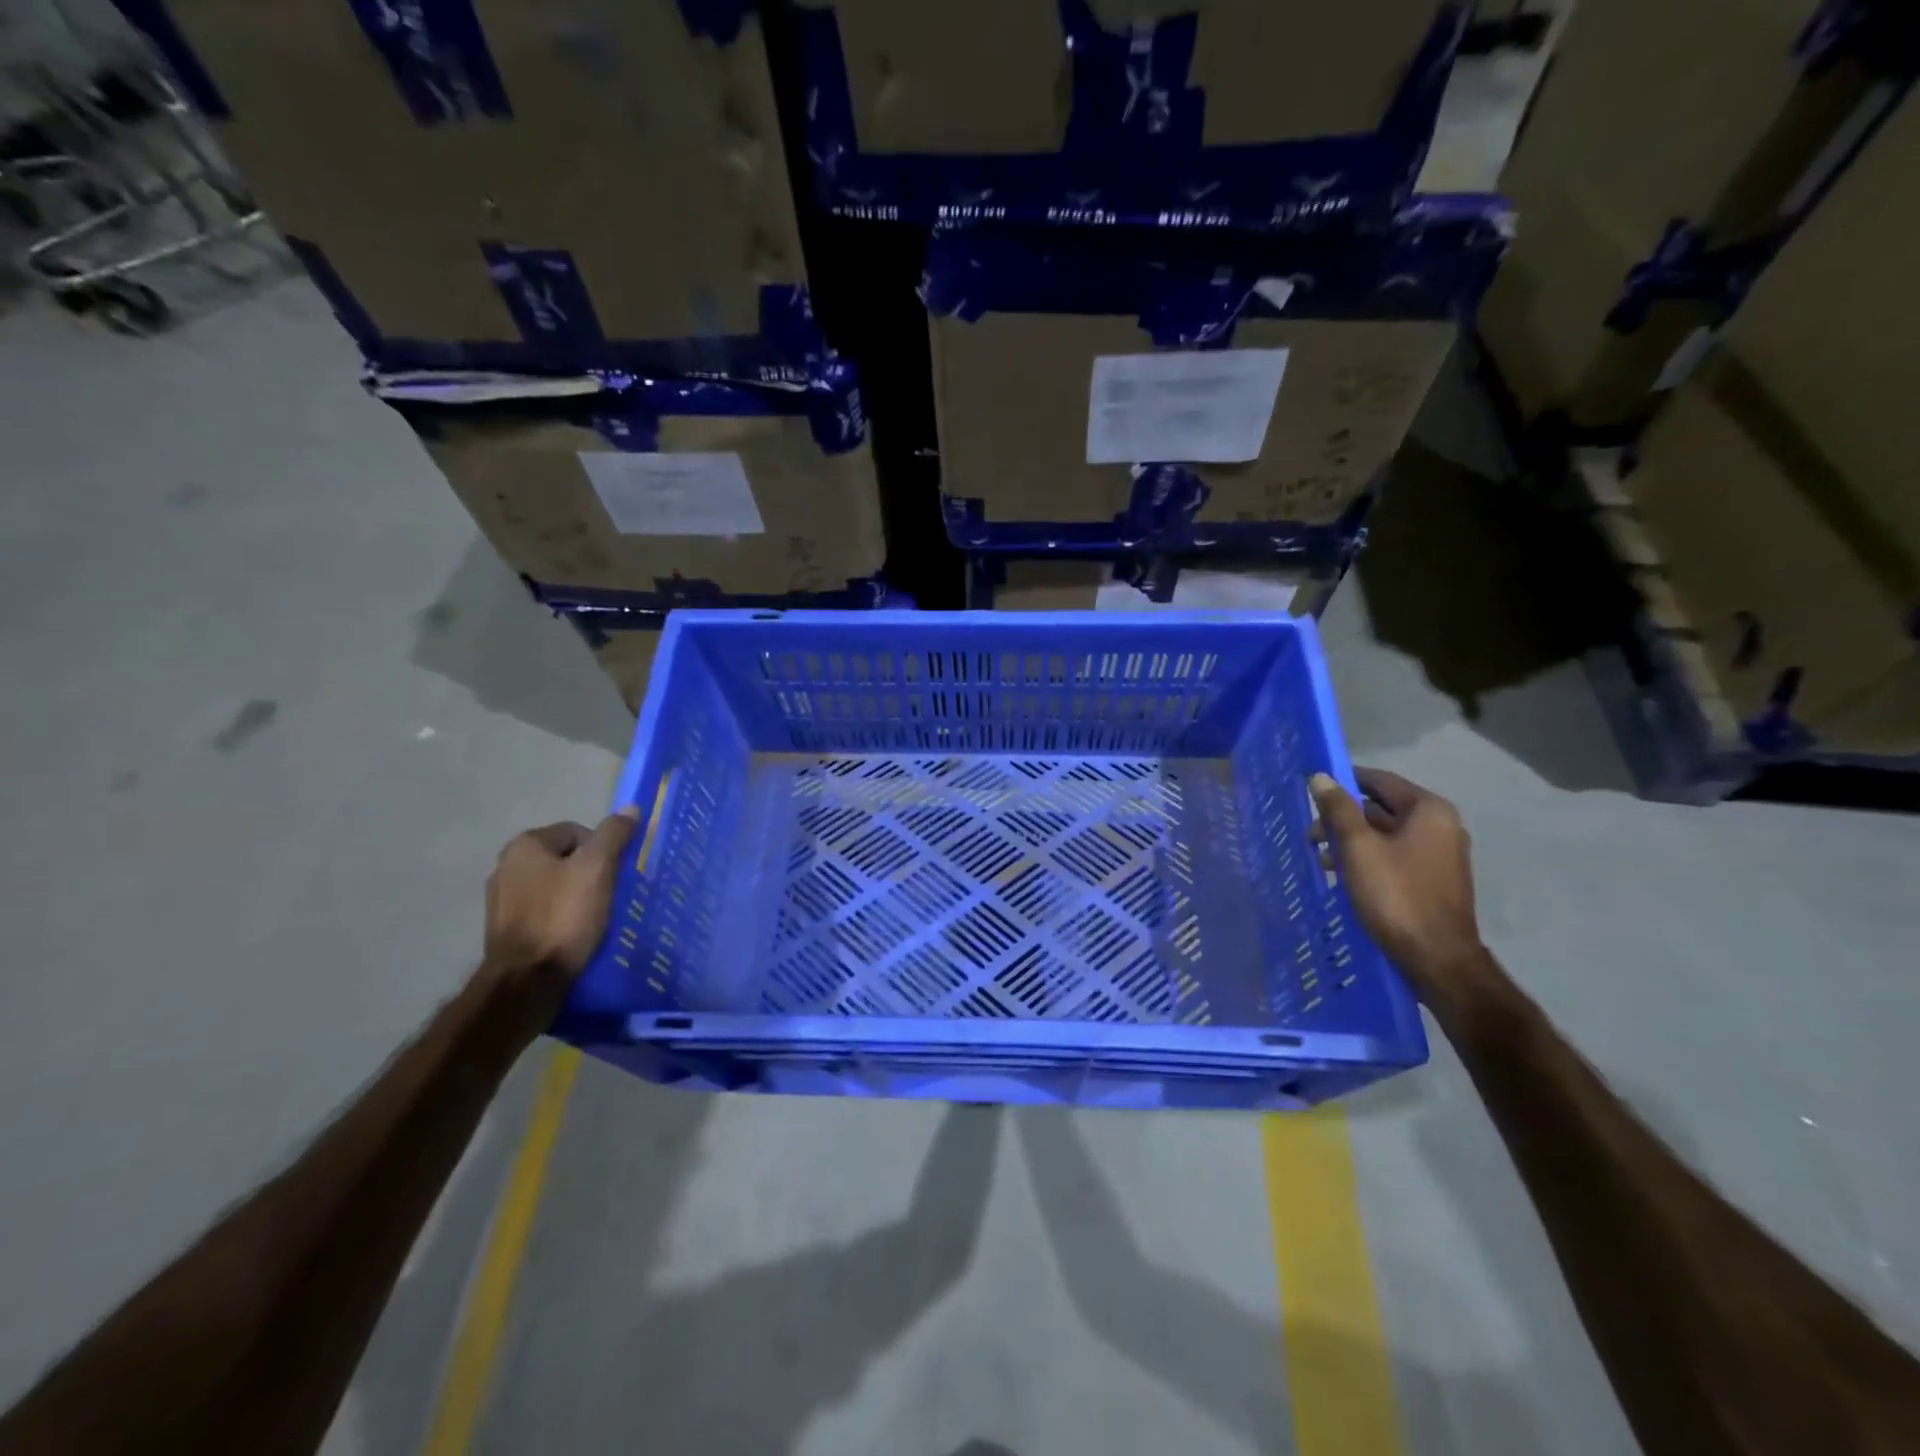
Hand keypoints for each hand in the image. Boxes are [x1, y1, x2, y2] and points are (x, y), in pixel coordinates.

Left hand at [483, 808, 640, 1005]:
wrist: (526, 981)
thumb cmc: (564, 917)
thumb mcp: (598, 869)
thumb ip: (614, 835)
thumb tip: (630, 808)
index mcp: (525, 845)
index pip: (578, 832)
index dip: (603, 850)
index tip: (615, 875)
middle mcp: (506, 866)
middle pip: (566, 859)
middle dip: (590, 873)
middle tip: (609, 895)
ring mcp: (501, 900)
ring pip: (555, 886)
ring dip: (576, 896)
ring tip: (594, 917)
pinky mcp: (505, 929)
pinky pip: (544, 911)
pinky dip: (561, 917)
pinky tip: (574, 934)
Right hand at [1309, 768, 1495, 1019]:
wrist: (1436, 959)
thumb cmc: (1396, 896)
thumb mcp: (1358, 848)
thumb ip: (1339, 810)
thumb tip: (1321, 777)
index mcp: (1428, 811)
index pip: (1379, 780)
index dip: (1343, 781)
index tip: (1311, 790)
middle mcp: (1440, 826)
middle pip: (1380, 808)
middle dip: (1342, 817)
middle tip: (1310, 834)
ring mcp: (1438, 855)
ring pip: (1384, 834)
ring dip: (1350, 841)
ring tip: (1320, 858)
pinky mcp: (1431, 880)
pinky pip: (1393, 856)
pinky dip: (1366, 859)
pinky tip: (1342, 875)